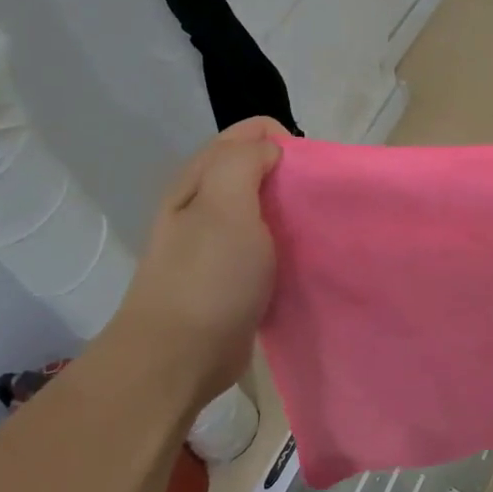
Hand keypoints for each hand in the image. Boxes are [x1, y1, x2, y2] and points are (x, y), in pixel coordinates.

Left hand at [105, 118, 287, 391]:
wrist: (177, 358)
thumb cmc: (207, 277)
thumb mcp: (224, 205)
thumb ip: (244, 161)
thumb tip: (272, 150)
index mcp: (201, 179)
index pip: (250, 132)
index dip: (285, 142)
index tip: (307, 176)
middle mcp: (206, 203)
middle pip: (259, 168)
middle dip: (293, 177)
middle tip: (314, 206)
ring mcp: (217, 242)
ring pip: (266, 208)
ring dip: (293, 214)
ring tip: (314, 233)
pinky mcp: (232, 276)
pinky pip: (267, 246)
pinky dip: (288, 247)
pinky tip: (302, 262)